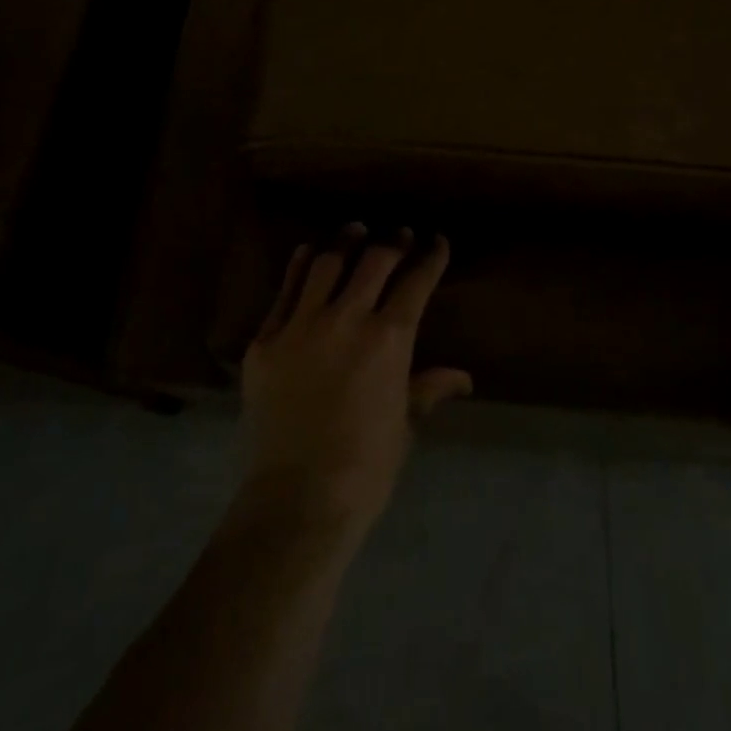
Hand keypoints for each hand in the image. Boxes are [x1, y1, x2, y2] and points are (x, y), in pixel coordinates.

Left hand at [239, 224, 471, 539]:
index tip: (437, 241)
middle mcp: (346, 318)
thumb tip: (463, 377)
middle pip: (374, 261)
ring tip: (355, 230)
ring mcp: (301, 324)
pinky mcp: (267, 338)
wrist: (296, 499)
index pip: (415, 282)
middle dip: (392, 242)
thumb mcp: (404, 426)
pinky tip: (308, 252)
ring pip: (327, 264)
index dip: (430, 257)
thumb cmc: (364, 468)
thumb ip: (428, 388)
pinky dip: (300, 266)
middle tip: (400, 234)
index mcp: (388, 340)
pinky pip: (286, 290)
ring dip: (346, 242)